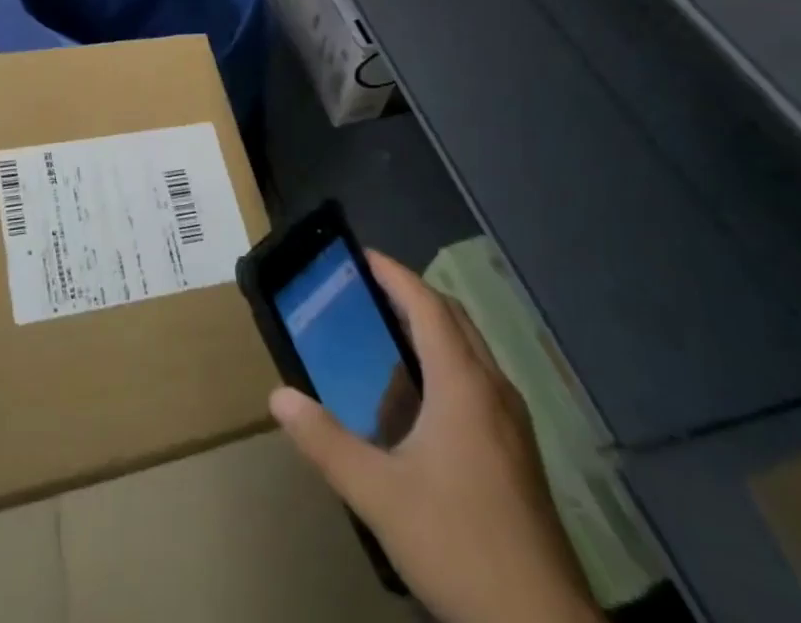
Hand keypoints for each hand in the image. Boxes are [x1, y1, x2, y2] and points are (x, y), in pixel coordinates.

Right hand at [270, 252, 600, 622]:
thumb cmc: (458, 544)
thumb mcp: (378, 495)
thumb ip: (326, 442)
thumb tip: (278, 396)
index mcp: (462, 383)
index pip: (427, 305)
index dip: (395, 274)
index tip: (363, 256)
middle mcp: (493, 388)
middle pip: (454, 318)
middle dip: (413, 294)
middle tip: (369, 290)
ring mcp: (514, 421)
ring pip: (472, 349)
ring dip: (433, 328)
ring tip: (389, 335)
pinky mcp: (521, 451)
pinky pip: (480, 379)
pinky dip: (449, 362)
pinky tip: (423, 401)